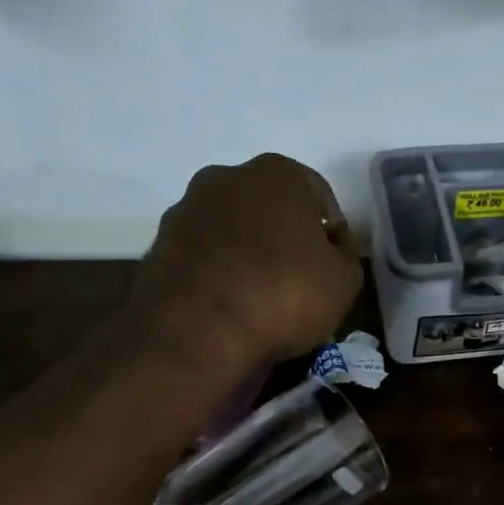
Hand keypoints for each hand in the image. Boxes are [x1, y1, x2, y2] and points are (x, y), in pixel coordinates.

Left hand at [130, 154, 362, 370]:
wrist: (198, 331)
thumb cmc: (284, 294)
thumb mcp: (344, 282)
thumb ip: (344, 257)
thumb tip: (330, 254)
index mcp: (279, 173)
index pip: (321, 200)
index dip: (334, 237)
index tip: (335, 269)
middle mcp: (227, 177)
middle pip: (271, 209)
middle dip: (285, 239)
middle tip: (299, 282)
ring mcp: (187, 209)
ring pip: (233, 230)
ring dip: (248, 255)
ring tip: (261, 299)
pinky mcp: (158, 245)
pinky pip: (204, 257)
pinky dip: (218, 274)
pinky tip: (230, 306)